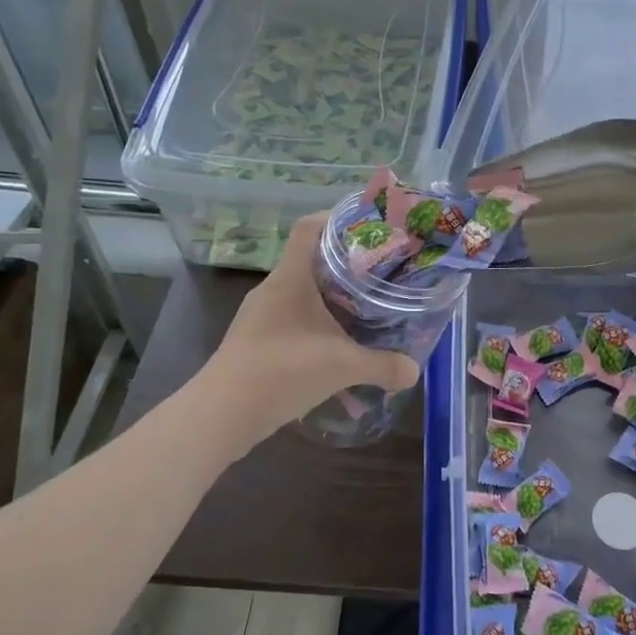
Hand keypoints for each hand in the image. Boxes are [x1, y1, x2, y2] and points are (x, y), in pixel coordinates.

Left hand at [203, 214, 420, 435]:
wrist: (221, 415)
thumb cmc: (282, 371)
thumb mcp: (342, 366)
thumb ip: (382, 366)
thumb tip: (414, 371)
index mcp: (290, 278)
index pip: (309, 228)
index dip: (336, 219)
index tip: (368, 227)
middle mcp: (272, 290)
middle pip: (309, 261)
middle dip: (345, 266)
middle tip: (378, 274)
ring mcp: (260, 317)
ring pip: (301, 295)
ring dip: (330, 300)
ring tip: (363, 310)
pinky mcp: (254, 342)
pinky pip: (291, 322)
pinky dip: (315, 328)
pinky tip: (335, 350)